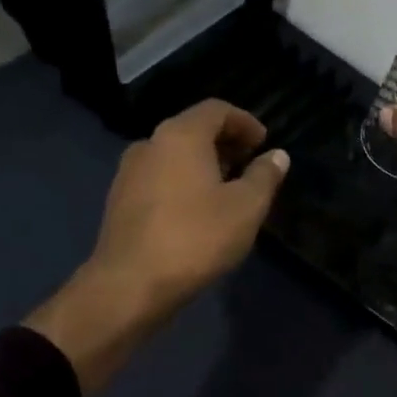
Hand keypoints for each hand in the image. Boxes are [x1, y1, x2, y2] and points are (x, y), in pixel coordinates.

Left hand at [27, 100, 290, 396]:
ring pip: (174, 155)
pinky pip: (159, 177)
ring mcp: (129, 173)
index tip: (264, 143)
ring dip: (204, 163)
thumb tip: (277, 156)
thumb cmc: (195, 238)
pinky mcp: (119, 201)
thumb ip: (264, 176)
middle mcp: (149, 144)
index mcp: (180, 135)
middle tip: (250, 164)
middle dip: (225, 142)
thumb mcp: (246, 207)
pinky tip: (198, 211)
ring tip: (228, 189)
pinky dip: (183, 181)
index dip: (245, 121)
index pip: (216, 109)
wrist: (128, 287)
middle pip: (193, 129)